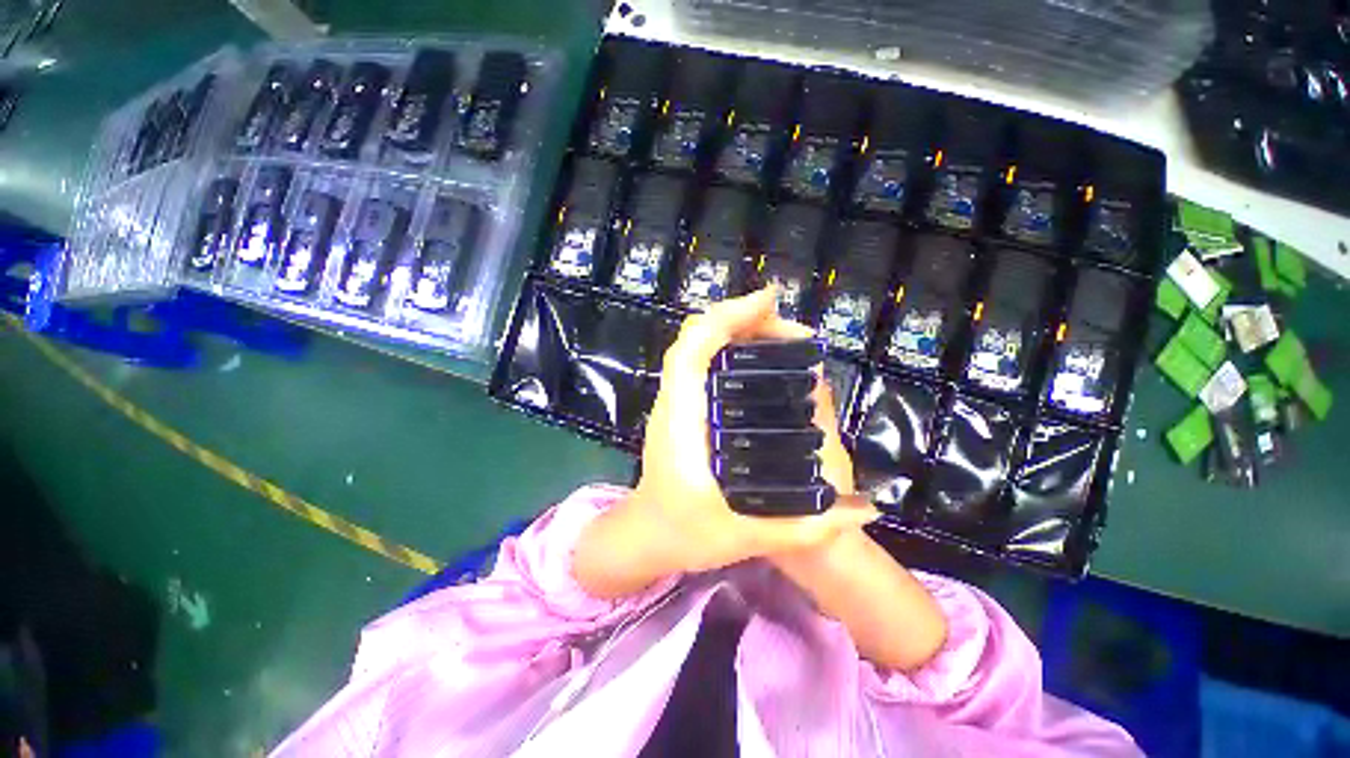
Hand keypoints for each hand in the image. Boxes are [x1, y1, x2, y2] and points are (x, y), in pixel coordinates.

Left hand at [574, 287, 880, 598]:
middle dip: (742, 320)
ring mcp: (673, 401)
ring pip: (696, 346)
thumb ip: (805, 528)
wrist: (646, 535)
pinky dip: (728, 347)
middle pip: (695, 338)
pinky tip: (760, 360)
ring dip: (736, 331)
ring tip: (784, 340)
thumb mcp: (745, 537)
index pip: (691, 351)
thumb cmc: (685, 535)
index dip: (726, 319)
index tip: (769, 303)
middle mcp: (672, 401)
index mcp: (680, 421)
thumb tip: (864, 508)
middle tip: (794, 332)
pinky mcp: (680, 406)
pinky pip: (699, 361)